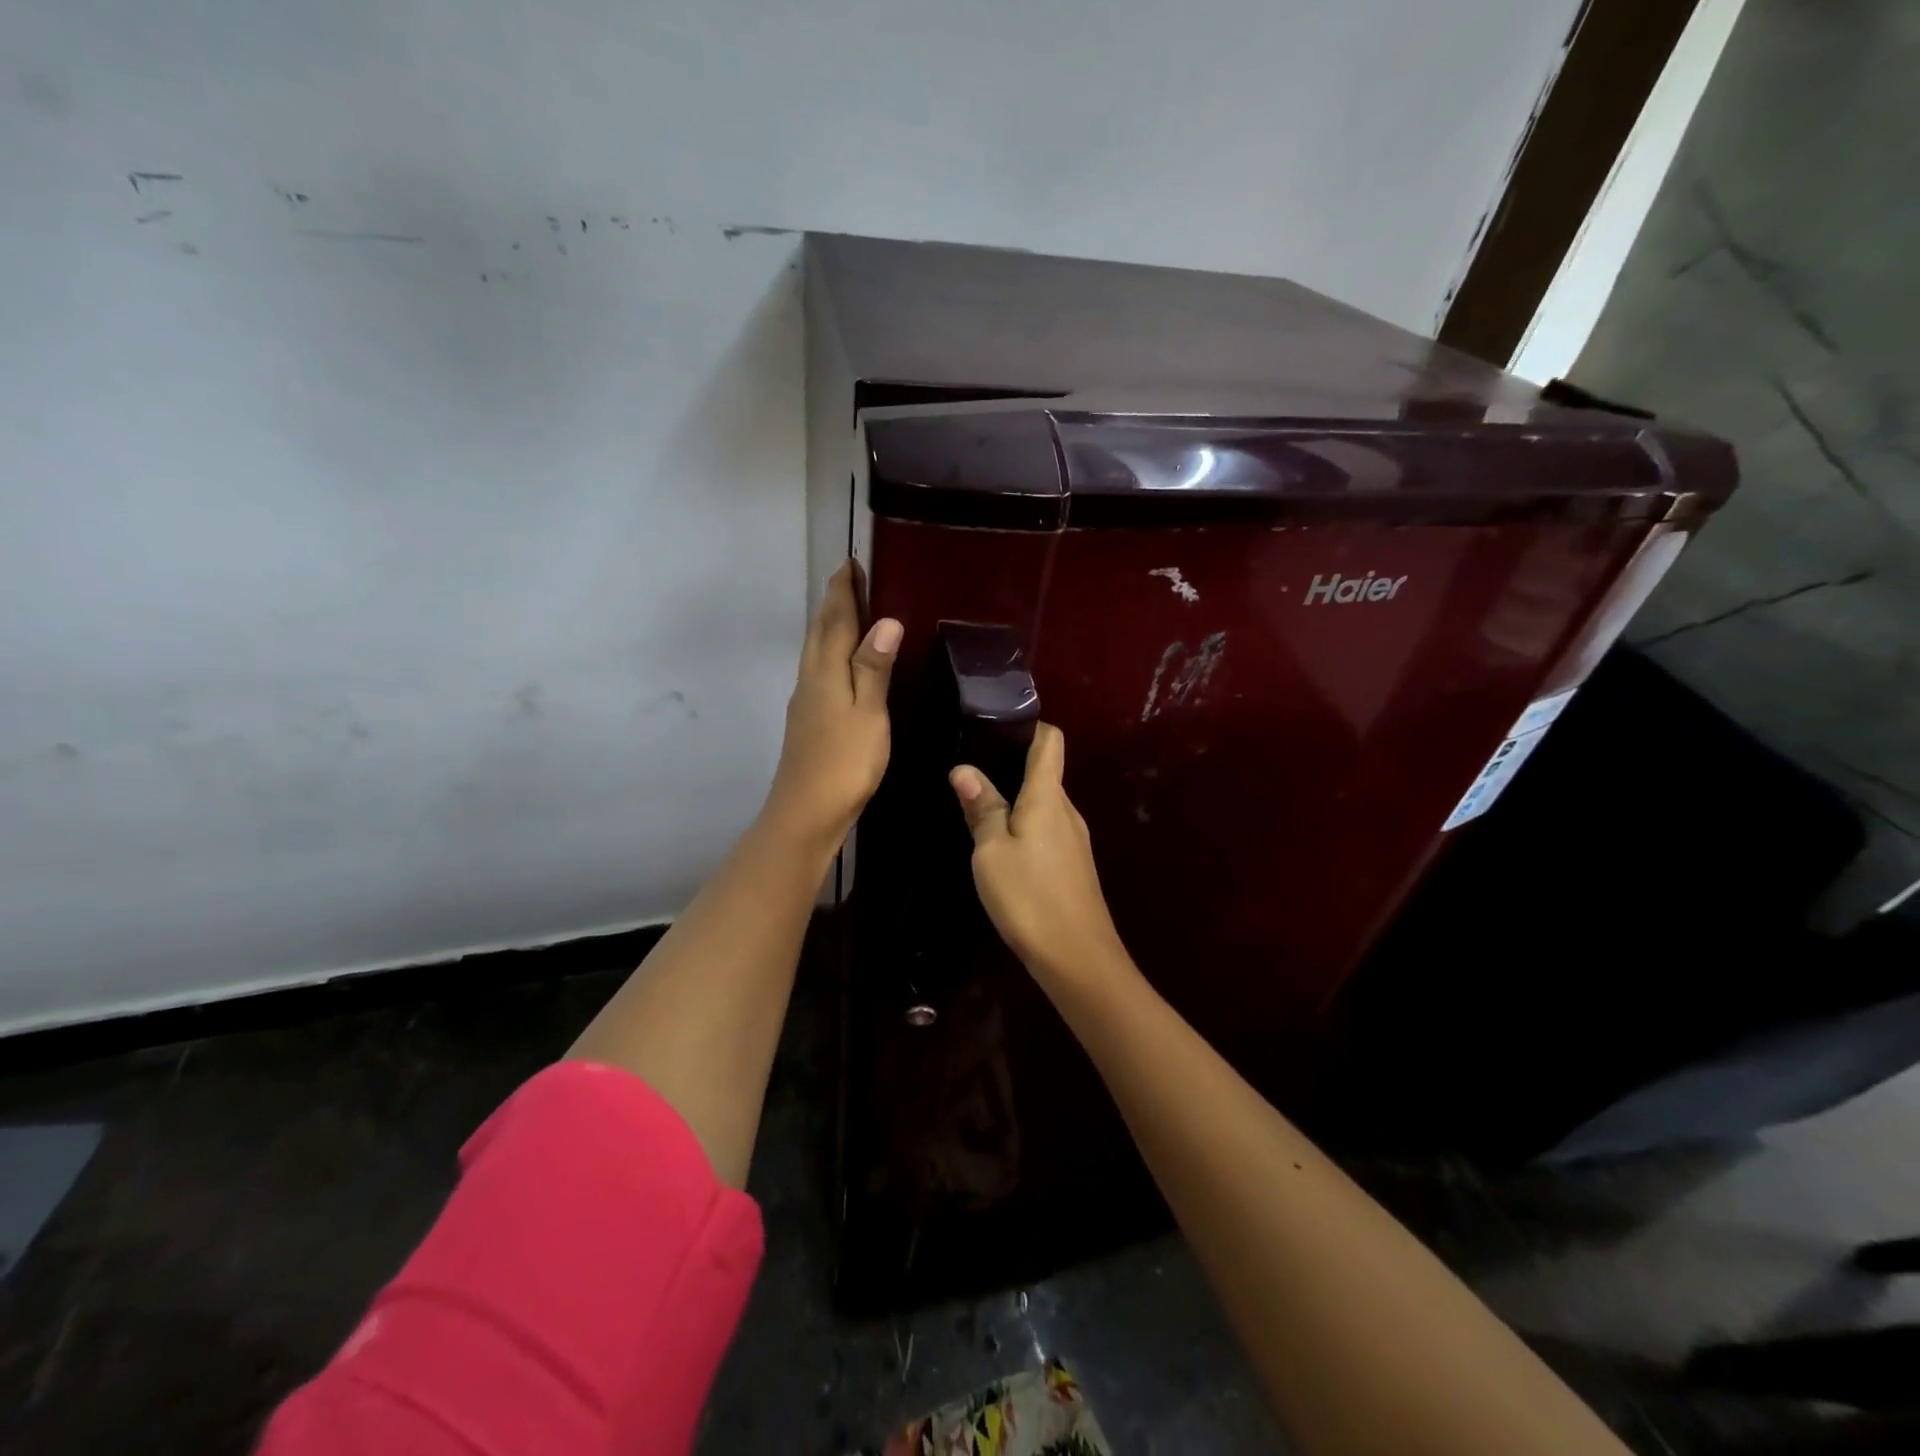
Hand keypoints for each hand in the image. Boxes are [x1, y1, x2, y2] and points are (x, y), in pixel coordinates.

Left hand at [764, 562, 901, 846]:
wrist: (805, 812)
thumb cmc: (843, 763)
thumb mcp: (868, 714)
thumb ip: (873, 668)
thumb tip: (885, 621)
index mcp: (825, 672)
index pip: (834, 620)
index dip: (843, 591)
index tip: (851, 563)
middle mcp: (810, 679)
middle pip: (819, 632)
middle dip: (834, 604)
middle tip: (852, 580)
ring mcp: (805, 702)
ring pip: (816, 652)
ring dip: (830, 627)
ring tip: (850, 613)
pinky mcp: (808, 721)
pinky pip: (819, 672)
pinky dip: (831, 655)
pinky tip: (842, 666)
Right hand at [950, 724, 1131, 987]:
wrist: (1077, 958)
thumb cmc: (1029, 897)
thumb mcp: (991, 851)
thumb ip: (981, 807)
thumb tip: (963, 769)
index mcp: (1047, 797)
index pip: (1051, 741)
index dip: (1030, 726)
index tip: (997, 726)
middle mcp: (1067, 810)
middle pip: (1046, 772)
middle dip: (1013, 764)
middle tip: (972, 768)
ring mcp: (1075, 839)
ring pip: (1045, 804)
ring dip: (1017, 799)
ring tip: (980, 805)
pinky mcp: (1074, 865)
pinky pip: (1048, 830)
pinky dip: (1026, 826)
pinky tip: (1002, 845)